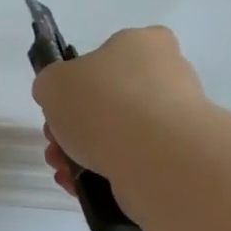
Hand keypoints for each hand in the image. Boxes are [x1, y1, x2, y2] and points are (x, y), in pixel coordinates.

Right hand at [31, 25, 205, 185]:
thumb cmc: (103, 104)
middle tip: (55, 145)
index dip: (76, 82)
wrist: (156, 157)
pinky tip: (83, 187)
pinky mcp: (178, 157)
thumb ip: (51, 85)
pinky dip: (105, 173)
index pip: (109, 55)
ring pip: (119, 135)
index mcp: (145, 43)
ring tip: (65, 173)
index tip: (58, 108)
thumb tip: (59, 98)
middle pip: (109, 100)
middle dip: (73, 127)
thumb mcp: (53, 83)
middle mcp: (168, 75)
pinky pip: (133, 161)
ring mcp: (178, 119)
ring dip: (84, 154)